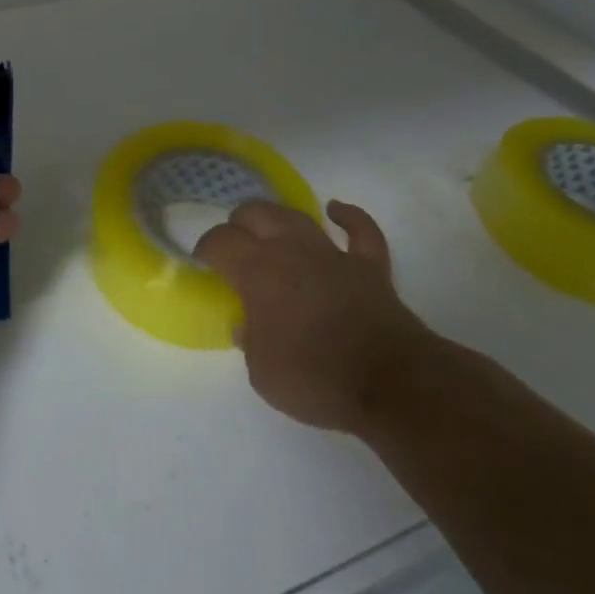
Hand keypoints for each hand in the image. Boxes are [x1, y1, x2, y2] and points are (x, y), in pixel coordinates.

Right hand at [194, 199, 428, 433]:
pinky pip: (360, 230)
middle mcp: (291, 251)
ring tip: (268, 226)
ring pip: (298, 216)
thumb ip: (249, 341)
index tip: (203, 260)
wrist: (391, 383)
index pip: (221, 242)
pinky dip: (348, 217)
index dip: (207, 247)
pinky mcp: (369, 265)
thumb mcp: (262, 374)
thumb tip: (245, 325)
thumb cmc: (316, 379)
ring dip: (278, 217)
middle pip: (256, 215)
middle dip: (239, 223)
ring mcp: (333, 254)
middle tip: (234, 243)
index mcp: (258, 273)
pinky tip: (336, 210)